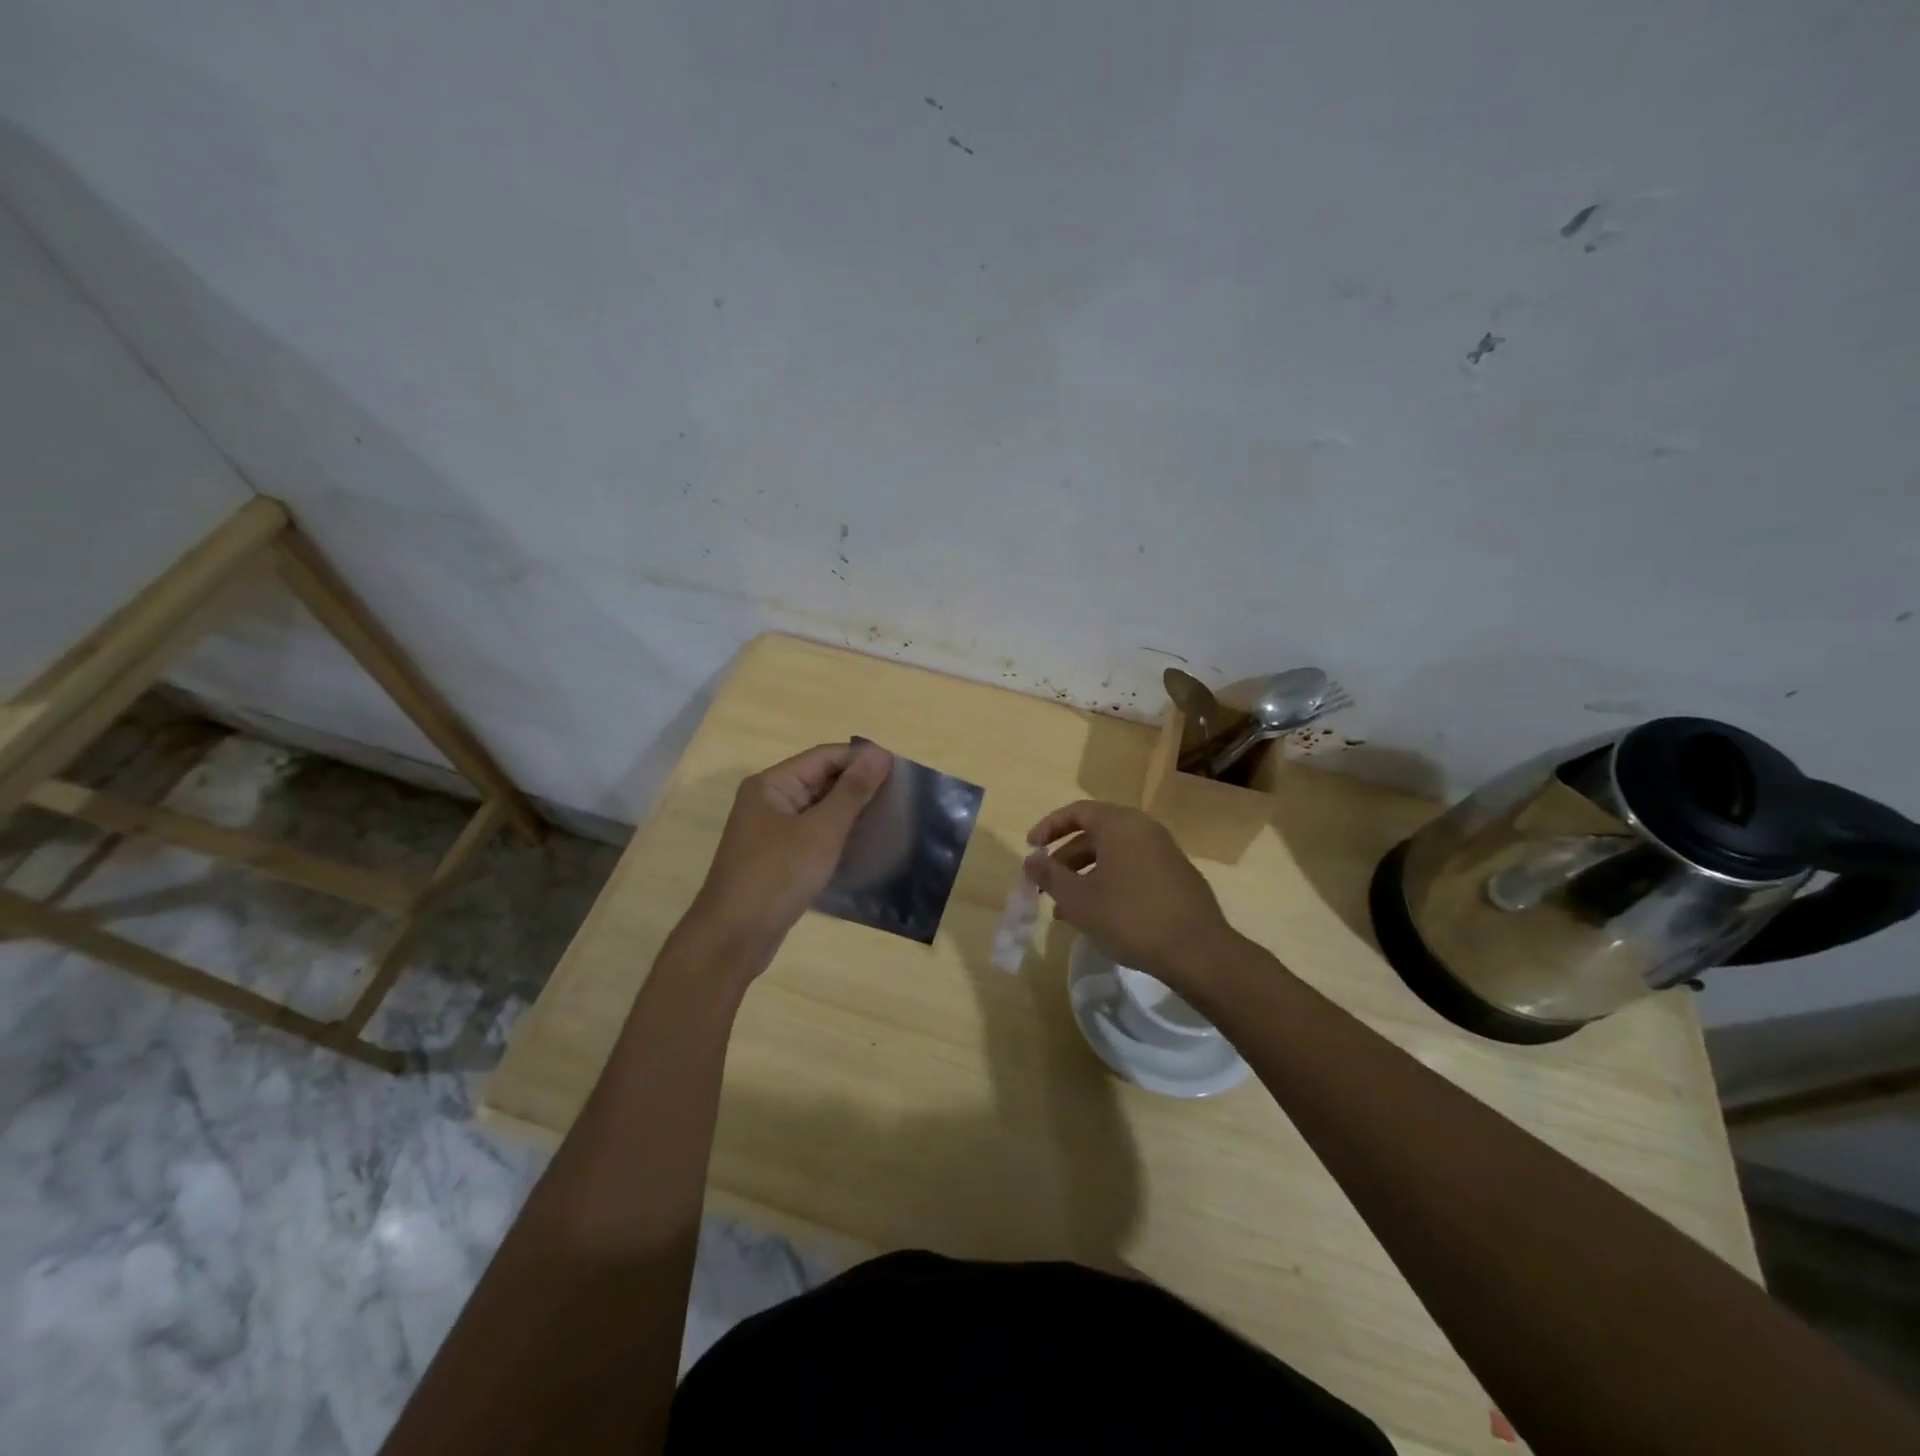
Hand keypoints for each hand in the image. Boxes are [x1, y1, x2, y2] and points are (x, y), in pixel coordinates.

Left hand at [688, 742, 892, 953]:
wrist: (733, 938)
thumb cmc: (776, 876)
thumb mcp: (821, 831)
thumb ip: (852, 791)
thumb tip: (879, 752)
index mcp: (772, 784)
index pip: (824, 756)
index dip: (861, 760)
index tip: (901, 771)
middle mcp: (768, 801)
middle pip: (820, 780)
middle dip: (858, 785)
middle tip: (901, 796)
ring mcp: (771, 831)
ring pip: (818, 809)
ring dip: (850, 811)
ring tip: (890, 817)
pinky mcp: (777, 858)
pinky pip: (813, 834)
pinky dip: (837, 834)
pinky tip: (864, 844)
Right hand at [1025, 800, 1234, 990]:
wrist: (1198, 951)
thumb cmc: (1130, 918)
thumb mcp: (1079, 899)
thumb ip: (1050, 875)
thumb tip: (1031, 860)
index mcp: (1120, 825)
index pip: (1077, 812)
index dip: (1049, 827)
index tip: (1031, 848)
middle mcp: (1144, 829)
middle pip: (1095, 833)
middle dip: (1065, 858)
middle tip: (1046, 883)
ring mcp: (1164, 852)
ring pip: (1113, 854)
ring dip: (1085, 875)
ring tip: (1065, 909)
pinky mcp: (1176, 876)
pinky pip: (1132, 868)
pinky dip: (1109, 882)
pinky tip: (1099, 915)